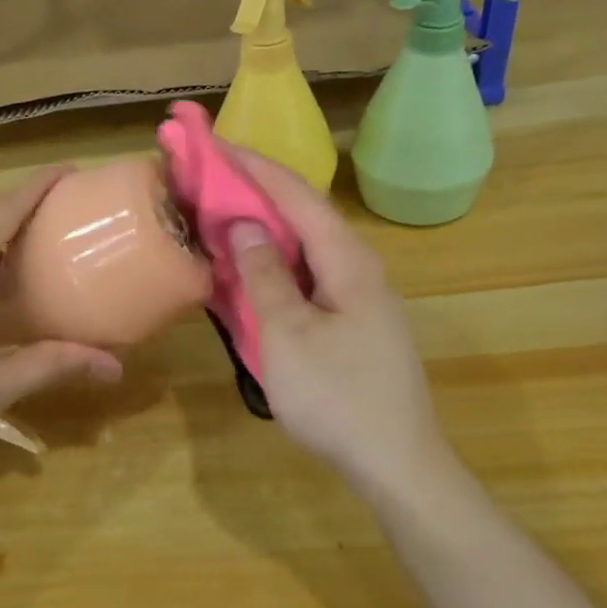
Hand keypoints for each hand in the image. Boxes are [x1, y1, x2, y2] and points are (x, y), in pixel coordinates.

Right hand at [225, 150, 449, 496]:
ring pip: (305, 246)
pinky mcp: (353, 321)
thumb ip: (264, 275)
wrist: (396, 463)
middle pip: (303, 214)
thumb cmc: (337, 397)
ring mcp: (359, 295)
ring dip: (265, 227)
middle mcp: (358, 267)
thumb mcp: (287, 335)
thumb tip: (246, 225)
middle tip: (210, 176)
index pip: (296, 195)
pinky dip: (275, 262)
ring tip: (223, 213)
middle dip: (257, 190)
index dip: (253, 166)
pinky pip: (308, 274)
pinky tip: (252, 269)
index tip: (214, 143)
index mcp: (347, 260)